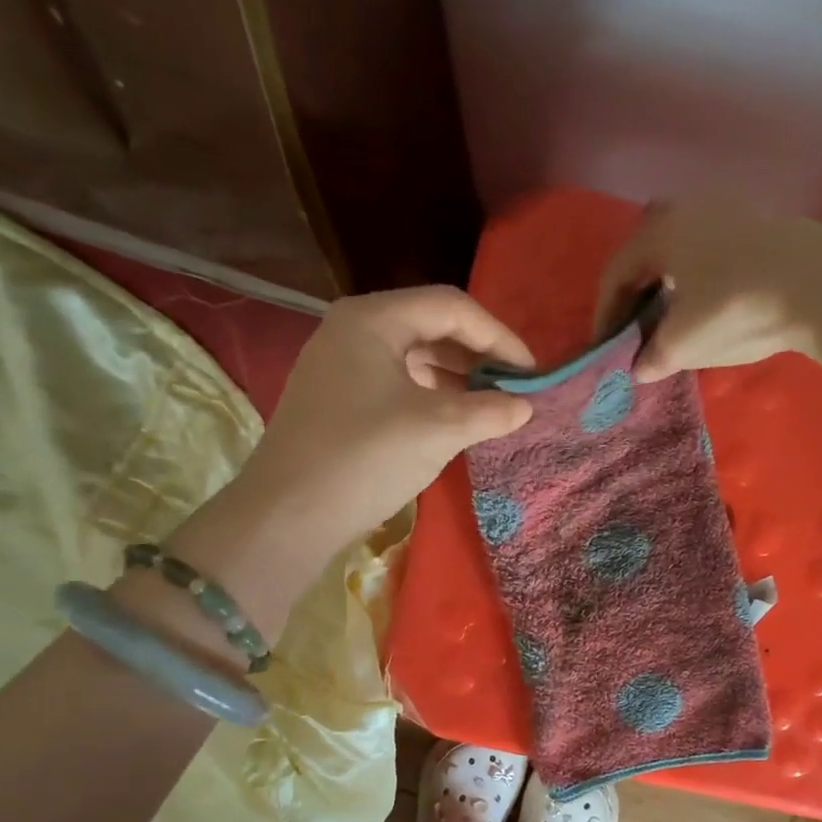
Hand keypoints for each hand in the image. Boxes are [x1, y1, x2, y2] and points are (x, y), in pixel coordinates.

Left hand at [147, 287, 533, 643]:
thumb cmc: (365, 457)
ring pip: (412, 357)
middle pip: (430, 326)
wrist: (289, 515)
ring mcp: (339, 365)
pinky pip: (395, 384)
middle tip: (514, 388)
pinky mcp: (336, 400)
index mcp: (373, 318)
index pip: (451, 307)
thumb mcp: (437, 429)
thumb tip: (525, 407)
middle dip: (477, 355)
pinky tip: (451, 422)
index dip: (499, 336)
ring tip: (490, 407)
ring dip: (455, 377)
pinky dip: (429, 396)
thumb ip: (488, 412)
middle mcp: (352, 329)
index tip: (532, 372)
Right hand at [595, 198, 821, 383]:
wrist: (820, 284)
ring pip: (682, 246)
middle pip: (646, 249)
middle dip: (635, 288)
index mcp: (658, 232)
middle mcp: (687, 209)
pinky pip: (712, 248)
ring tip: (671, 316)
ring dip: (669, 281)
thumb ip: (652, 357)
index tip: (604, 347)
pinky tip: (709, 302)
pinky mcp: (761, 223)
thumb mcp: (682, 344)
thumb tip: (640, 366)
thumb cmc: (733, 309)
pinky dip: (698, 276)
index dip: (605, 314)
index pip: (616, 273)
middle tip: (634, 323)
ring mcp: (728, 210)